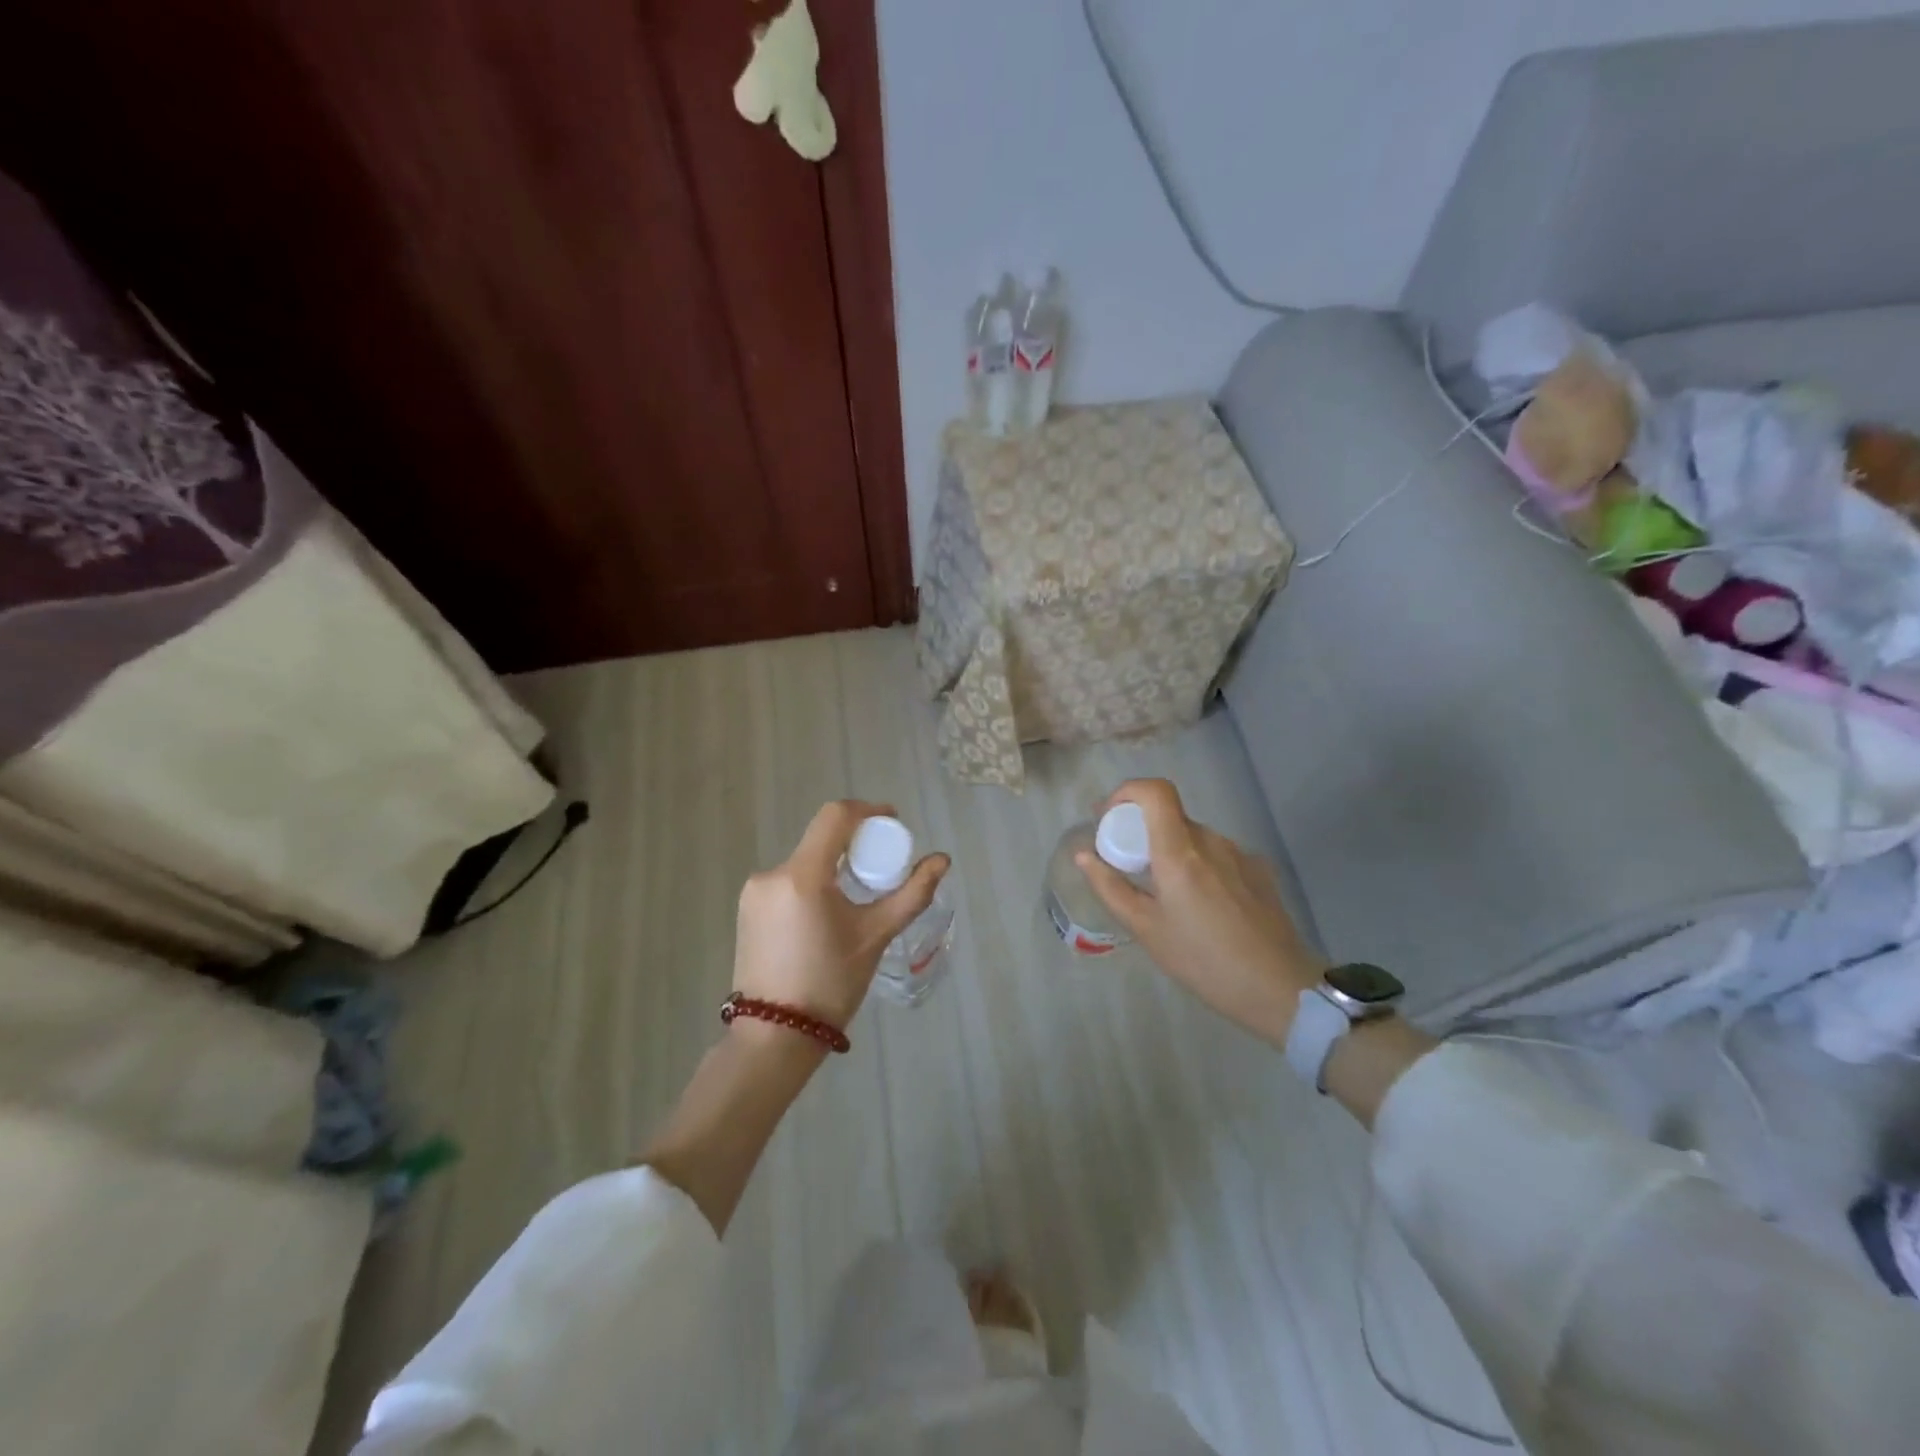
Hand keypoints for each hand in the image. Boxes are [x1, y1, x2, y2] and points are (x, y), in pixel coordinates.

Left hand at [733, 800, 949, 1029]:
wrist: (775, 1036)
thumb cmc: (831, 984)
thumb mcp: (875, 935)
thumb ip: (911, 893)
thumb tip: (942, 859)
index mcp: (802, 875)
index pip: (835, 817)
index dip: (867, 811)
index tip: (892, 823)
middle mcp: (771, 874)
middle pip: (820, 840)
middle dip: (854, 844)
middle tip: (882, 866)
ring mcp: (754, 892)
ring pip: (804, 862)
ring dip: (833, 866)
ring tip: (857, 896)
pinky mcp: (747, 909)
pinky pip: (788, 882)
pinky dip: (813, 884)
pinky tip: (828, 913)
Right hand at [1076, 779, 1325, 1046]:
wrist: (1281, 989)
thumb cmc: (1203, 961)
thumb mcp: (1146, 929)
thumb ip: (1110, 887)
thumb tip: (1083, 855)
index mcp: (1180, 852)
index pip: (1155, 791)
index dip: (1127, 792)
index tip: (1109, 817)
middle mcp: (1211, 841)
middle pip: (1170, 816)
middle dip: (1143, 832)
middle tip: (1130, 869)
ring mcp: (1239, 853)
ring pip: (1193, 837)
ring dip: (1172, 852)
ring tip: (1168, 897)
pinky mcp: (1259, 870)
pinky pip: (1217, 855)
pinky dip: (1199, 867)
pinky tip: (1204, 909)